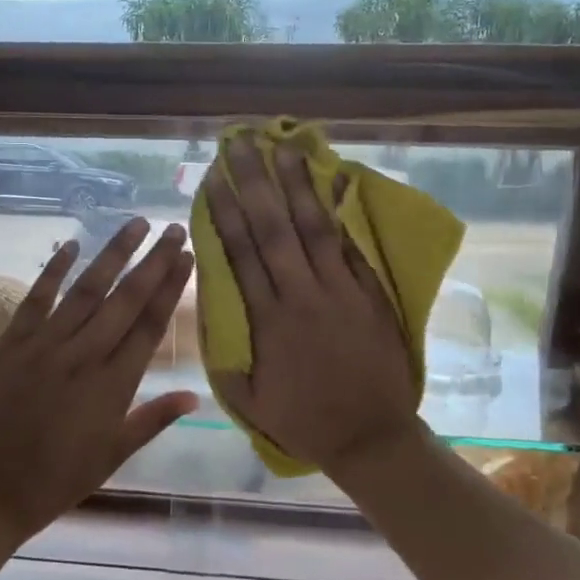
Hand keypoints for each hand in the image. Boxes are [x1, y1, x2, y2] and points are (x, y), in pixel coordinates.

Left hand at [0, 218, 197, 544]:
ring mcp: (45, 346)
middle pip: (126, 299)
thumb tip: (195, 395)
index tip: (187, 257)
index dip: (171, 287)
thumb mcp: (114, 455)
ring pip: (87, 290)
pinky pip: (36, 299)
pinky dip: (53, 270)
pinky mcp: (11, 344)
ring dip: (113, 255)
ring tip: (136, 225)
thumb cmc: (57, 479)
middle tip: (174, 229)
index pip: (150, 324)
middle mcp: (84, 356)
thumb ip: (153, 419)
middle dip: (153, 261)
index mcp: (114, 385)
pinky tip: (71, 244)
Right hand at [204, 135, 420, 471]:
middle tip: (241, 144)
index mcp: (268, 320)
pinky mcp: (371, 293)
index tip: (213, 178)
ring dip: (298, 185)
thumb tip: (208, 315)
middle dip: (254, 182)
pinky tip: (339, 181)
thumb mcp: (247, 400)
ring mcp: (341, 290)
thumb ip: (224, 357)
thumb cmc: (304, 420)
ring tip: (285, 147)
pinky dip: (345, 213)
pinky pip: (354, 246)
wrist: (371, 435)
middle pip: (274, 228)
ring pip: (315, 228)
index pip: (241, 253)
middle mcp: (302, 294)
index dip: (225, 212)